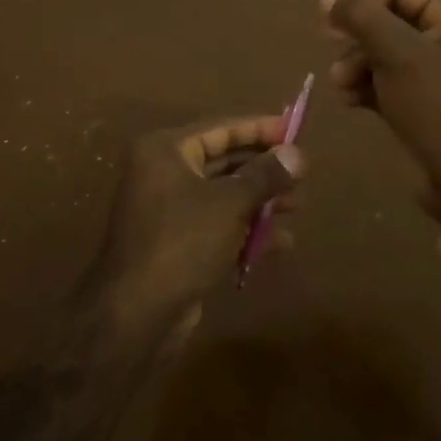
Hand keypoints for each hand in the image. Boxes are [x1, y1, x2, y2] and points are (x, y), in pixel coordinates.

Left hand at [91, 116, 302, 329]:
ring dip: (260, 200)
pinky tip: (282, 242)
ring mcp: (169, 209)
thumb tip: (297, 153)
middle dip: (264, 168)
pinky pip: (218, 224)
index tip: (295, 129)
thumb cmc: (183, 241)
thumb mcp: (229, 203)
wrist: (138, 312)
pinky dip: (246, 229)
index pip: (220, 128)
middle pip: (223, 161)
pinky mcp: (177, 242)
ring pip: (223, 195)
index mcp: (165, 150)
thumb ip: (265, 176)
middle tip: (302, 173)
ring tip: (299, 206)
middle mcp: (163, 173)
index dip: (259, 128)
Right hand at [321, 0, 440, 210]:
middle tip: (328, 42)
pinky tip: (348, 100)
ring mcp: (436, 76)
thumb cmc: (439, 107)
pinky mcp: (423, 105)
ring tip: (339, 83)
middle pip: (390, 21)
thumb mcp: (399, 55)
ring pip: (384, 55)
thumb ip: (364, 18)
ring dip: (355, 63)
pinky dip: (364, 87)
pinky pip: (386, 83)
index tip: (323, 7)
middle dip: (356, 34)